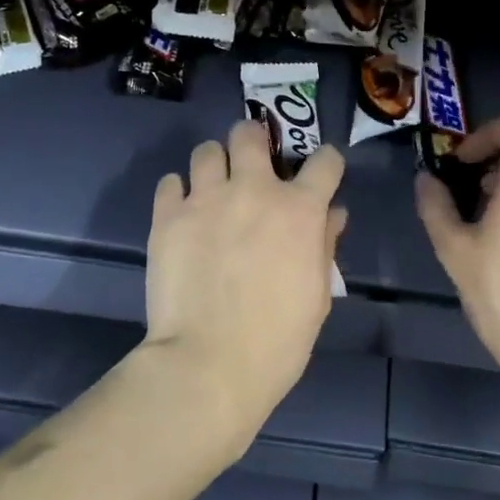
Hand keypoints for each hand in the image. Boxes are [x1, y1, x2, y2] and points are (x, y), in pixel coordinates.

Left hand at [143, 120, 347, 449]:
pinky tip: (183, 214)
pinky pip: (170, 182)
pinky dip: (178, 192)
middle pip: (250, 133)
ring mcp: (206, 199)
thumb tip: (332, 215)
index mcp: (299, 209)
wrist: (209, 365)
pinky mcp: (167, 216)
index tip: (321, 174)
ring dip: (214, 164)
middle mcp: (253, 190)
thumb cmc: (278, 340)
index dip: (326, 163)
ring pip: (206, 150)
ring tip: (212, 188)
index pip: (325, 160)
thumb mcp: (317, 295)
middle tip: (252, 160)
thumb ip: (324, 246)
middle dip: (254, 139)